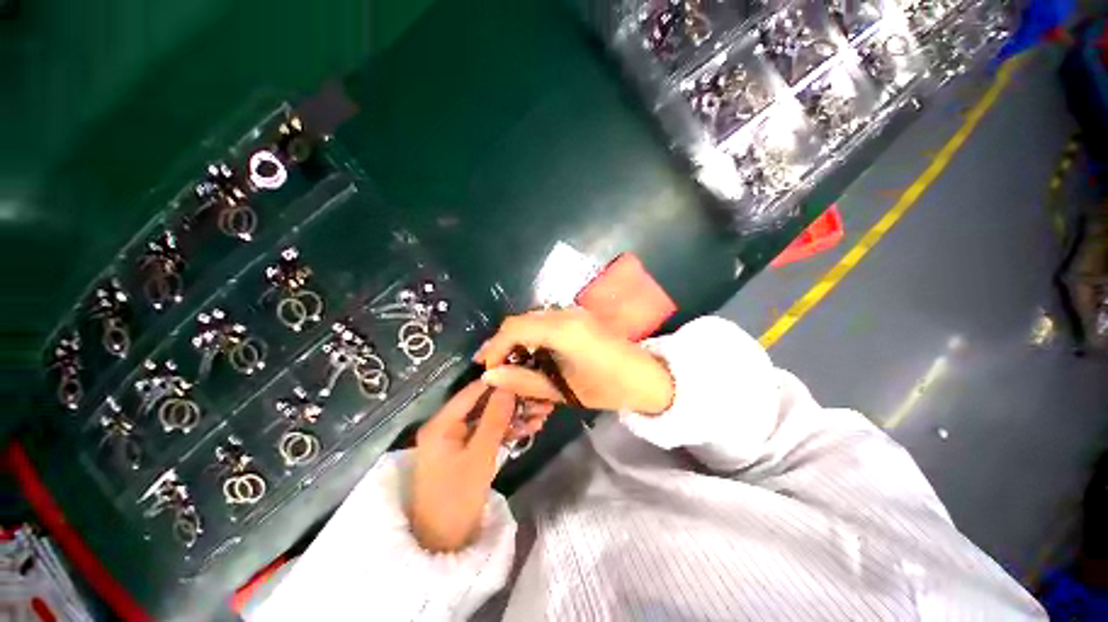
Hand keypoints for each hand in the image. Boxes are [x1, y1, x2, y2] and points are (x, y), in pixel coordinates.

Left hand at [410, 381, 551, 551]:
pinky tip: (531, 428)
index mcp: (442, 423)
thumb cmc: (457, 498)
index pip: (473, 391)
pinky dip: (508, 431)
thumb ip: (495, 418)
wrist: (445, 545)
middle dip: (513, 402)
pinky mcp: (467, 451)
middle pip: (484, 404)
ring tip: (543, 415)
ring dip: (515, 417)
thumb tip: (509, 385)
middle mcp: (448, 425)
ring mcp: (458, 439)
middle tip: (541, 400)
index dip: (499, 382)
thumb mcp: (480, 455)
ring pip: (490, 419)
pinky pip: (489, 434)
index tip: (526, 376)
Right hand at [474, 309, 674, 414]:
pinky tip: (532, 355)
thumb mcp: (565, 390)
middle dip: (503, 343)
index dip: (495, 347)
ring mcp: (575, 312)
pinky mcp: (580, 317)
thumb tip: (490, 375)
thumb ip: (525, 381)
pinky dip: (533, 337)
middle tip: (495, 367)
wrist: (649, 377)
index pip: (515, 328)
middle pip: (521, 321)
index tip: (488, 368)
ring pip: (533, 320)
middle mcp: (566, 313)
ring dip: (518, 340)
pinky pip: (546, 322)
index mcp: (563, 329)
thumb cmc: (610, 387)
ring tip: (511, 364)